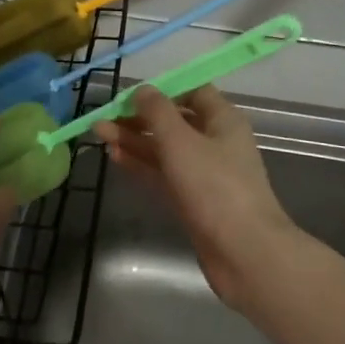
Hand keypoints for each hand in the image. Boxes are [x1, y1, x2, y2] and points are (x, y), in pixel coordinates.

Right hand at [95, 84, 298, 311]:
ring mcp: (205, 174)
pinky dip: (142, 164)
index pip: (193, 91)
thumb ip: (157, 112)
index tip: (130, 95)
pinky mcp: (194, 201)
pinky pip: (164, 174)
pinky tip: (115, 157)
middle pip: (175, 121)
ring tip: (100, 134)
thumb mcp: (181, 141)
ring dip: (134, 140)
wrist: (245, 253)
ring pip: (165, 149)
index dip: (162, 90)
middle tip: (104, 117)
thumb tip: (142, 90)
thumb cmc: (215, 187)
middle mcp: (216, 142)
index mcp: (223, 120)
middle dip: (139, 118)